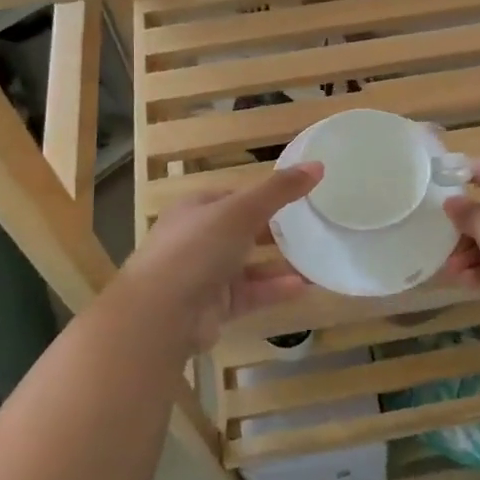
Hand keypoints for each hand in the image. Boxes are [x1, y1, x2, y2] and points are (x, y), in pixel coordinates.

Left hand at [114, 164, 323, 350]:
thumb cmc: (197, 248)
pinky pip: (250, 294)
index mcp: (195, 209)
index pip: (233, 197)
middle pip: (241, 231)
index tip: (296, 196)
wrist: (161, 314)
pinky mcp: (214, 307)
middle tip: (311, 228)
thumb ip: (279, 190)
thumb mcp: (242, 210)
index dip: (262, 195)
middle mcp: (197, 240)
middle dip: (274, 230)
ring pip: (248, 265)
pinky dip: (274, 289)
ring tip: (316, 259)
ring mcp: (204, 275)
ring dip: (279, 262)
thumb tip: (317, 165)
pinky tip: (304, 287)